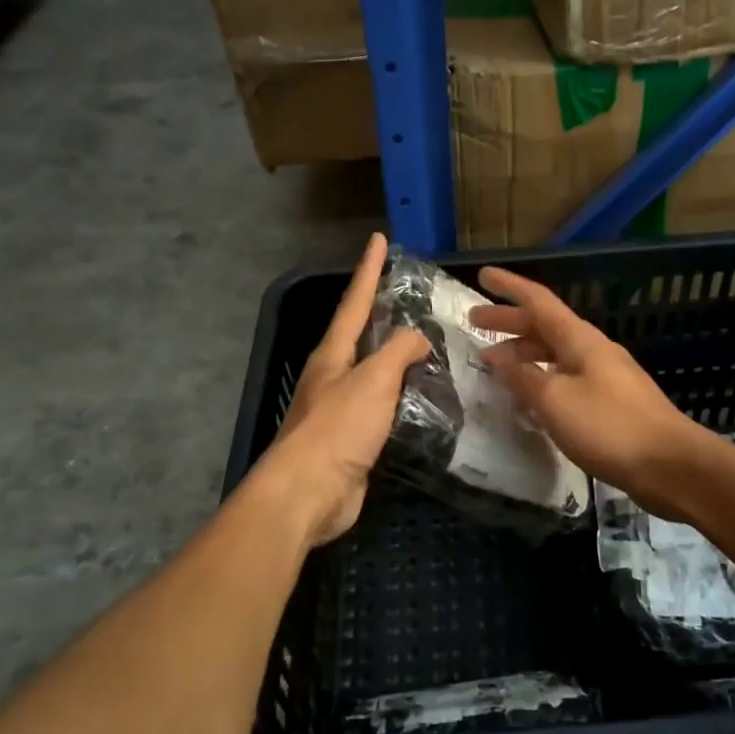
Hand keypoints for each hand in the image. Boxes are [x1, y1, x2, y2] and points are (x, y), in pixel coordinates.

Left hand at [254, 233, 429, 547]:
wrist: (308, 493)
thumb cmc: (337, 429)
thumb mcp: (373, 380)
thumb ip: (398, 352)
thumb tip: (417, 339)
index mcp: (332, 355)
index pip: (355, 302)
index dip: (368, 270)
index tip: (378, 239)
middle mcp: (333, 376)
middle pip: (360, 335)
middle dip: (380, 312)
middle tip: (409, 295)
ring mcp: (340, 410)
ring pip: (373, 373)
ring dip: (395, 358)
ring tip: (426, 346)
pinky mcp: (352, 441)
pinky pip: (383, 408)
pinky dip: (402, 397)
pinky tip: (421, 400)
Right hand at [470, 267, 714, 519]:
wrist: (671, 465)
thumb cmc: (609, 426)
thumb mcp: (555, 401)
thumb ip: (523, 378)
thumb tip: (498, 359)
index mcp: (580, 340)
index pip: (538, 301)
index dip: (509, 287)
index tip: (483, 274)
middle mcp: (592, 350)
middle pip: (545, 326)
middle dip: (509, 321)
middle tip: (475, 323)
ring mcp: (605, 376)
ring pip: (555, 354)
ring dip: (523, 353)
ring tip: (493, 364)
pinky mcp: (611, 403)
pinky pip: (566, 378)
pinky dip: (541, 378)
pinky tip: (529, 397)